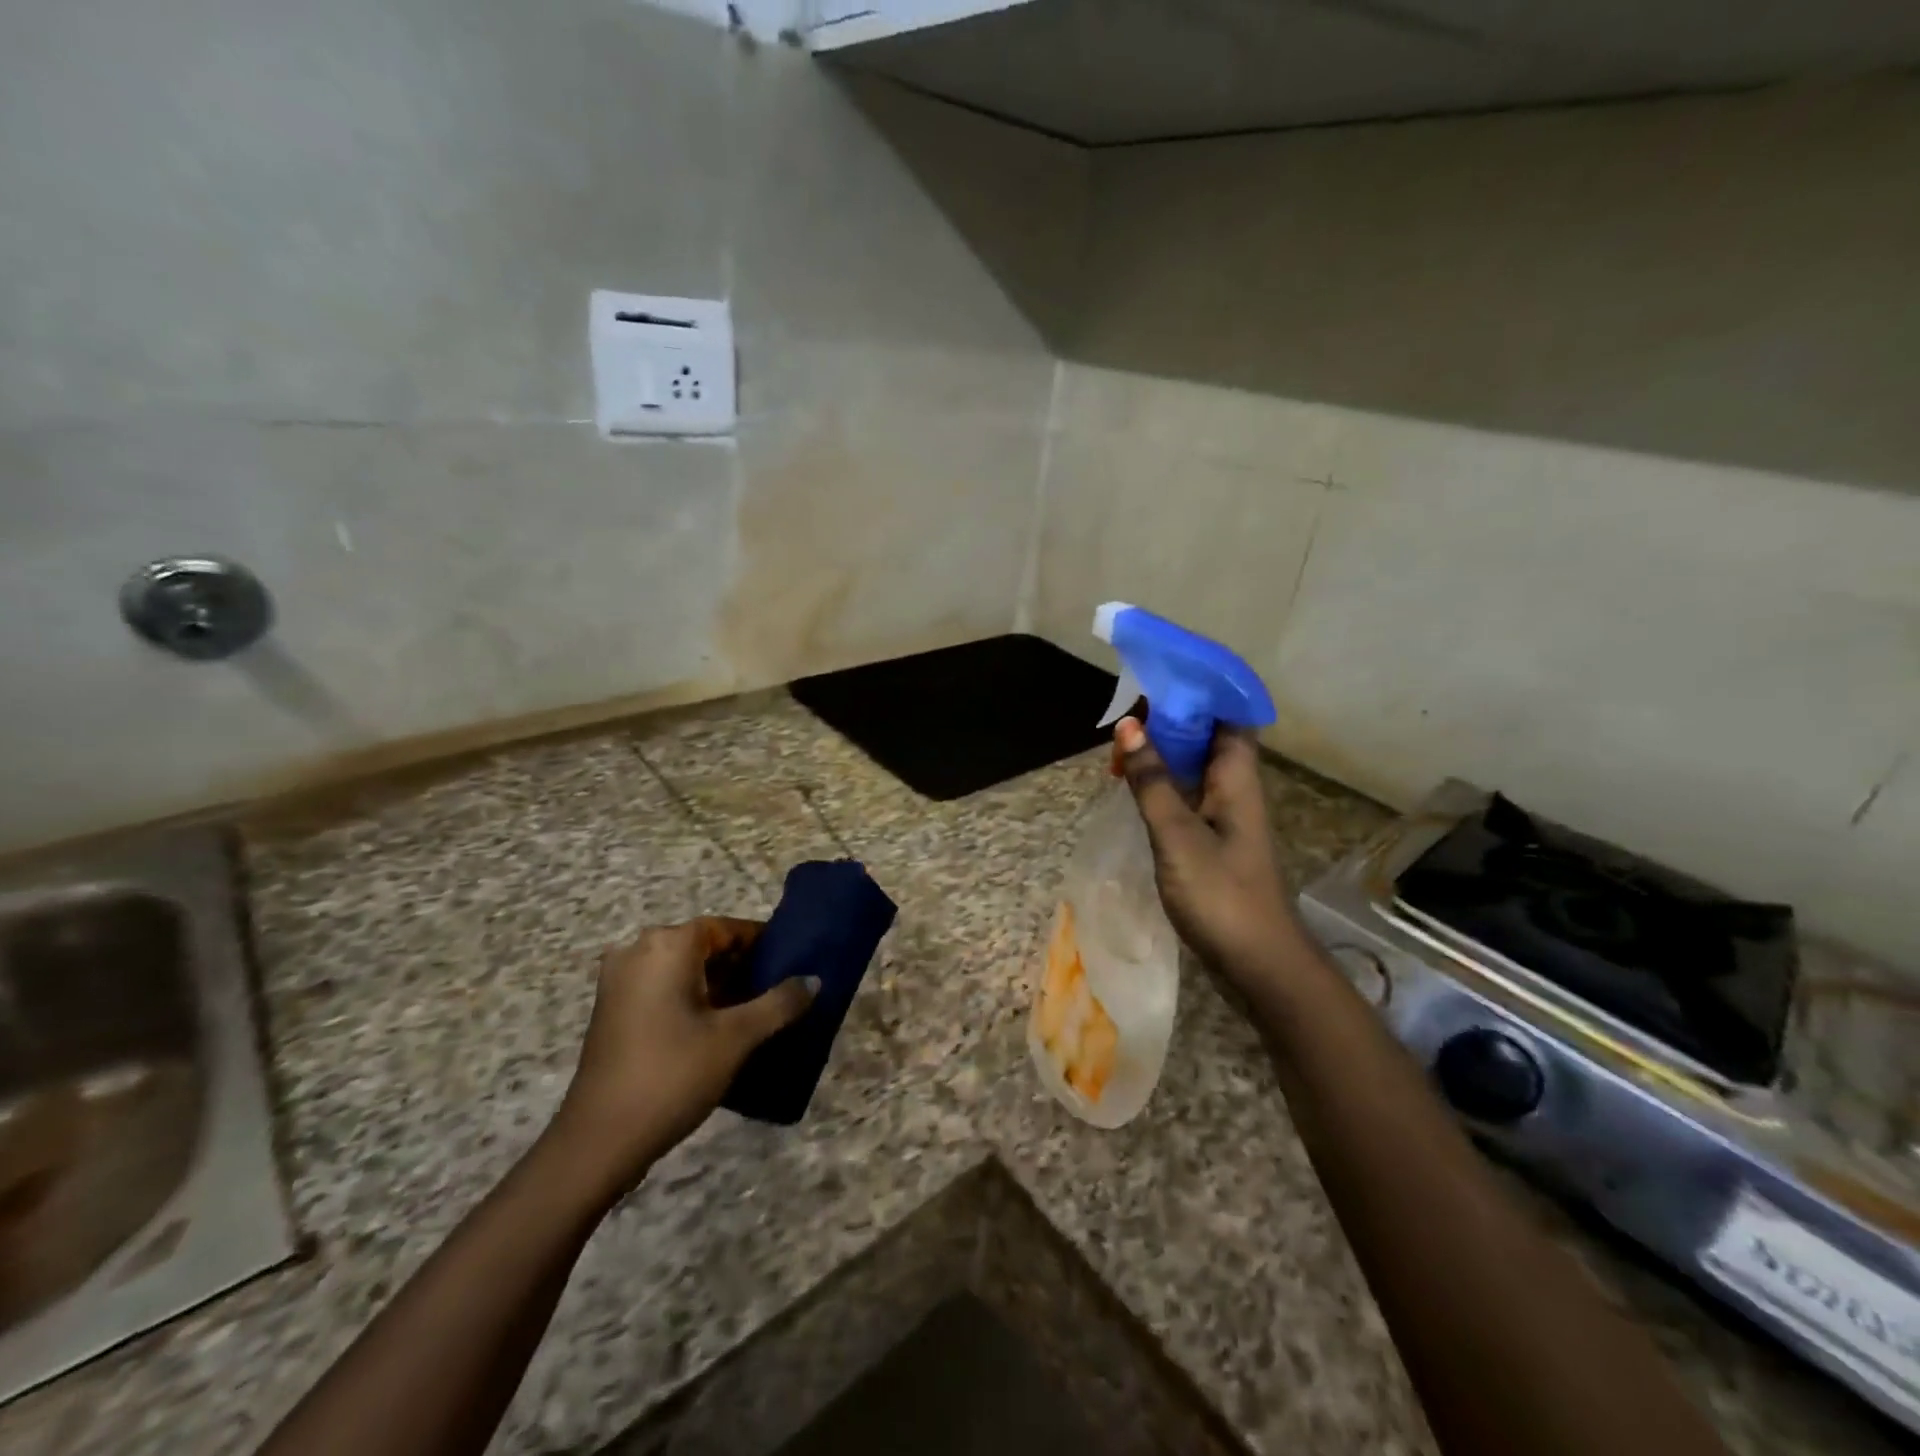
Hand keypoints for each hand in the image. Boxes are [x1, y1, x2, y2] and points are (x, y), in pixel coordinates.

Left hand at [546, 918, 814, 1201]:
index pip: (727, 927)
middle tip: (777, 992)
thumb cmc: (672, 1075)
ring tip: (754, 1012)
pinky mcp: (612, 1010)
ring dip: (718, 985)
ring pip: (683, 969)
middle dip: (742, 966)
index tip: (791, 963)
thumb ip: (779, 1003)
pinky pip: (662, 988)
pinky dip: (692, 999)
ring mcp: (620, 981)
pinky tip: (717, 1029)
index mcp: (668, 945)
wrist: (598, 1142)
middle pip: (704, 946)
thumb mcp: (737, 1038)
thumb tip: (814, 980)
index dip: (762, 943)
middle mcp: (639, 950)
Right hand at [1115, 717, 1298, 985]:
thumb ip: (1152, 781)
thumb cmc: (1221, 895)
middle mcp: (1235, 789)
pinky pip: (1187, 795)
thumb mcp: (1178, 835)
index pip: (1228, 715)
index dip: (1199, 692)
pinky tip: (1134, 787)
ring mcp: (1225, 816)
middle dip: (1170, 720)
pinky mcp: (1213, 840)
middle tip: (1125, 716)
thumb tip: (1130, 726)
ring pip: (1194, 767)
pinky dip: (1162, 783)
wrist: (1258, 964)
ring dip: (1163, 752)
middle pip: (1208, 737)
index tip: (1158, 679)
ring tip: (1121, 745)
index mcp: (1236, 779)